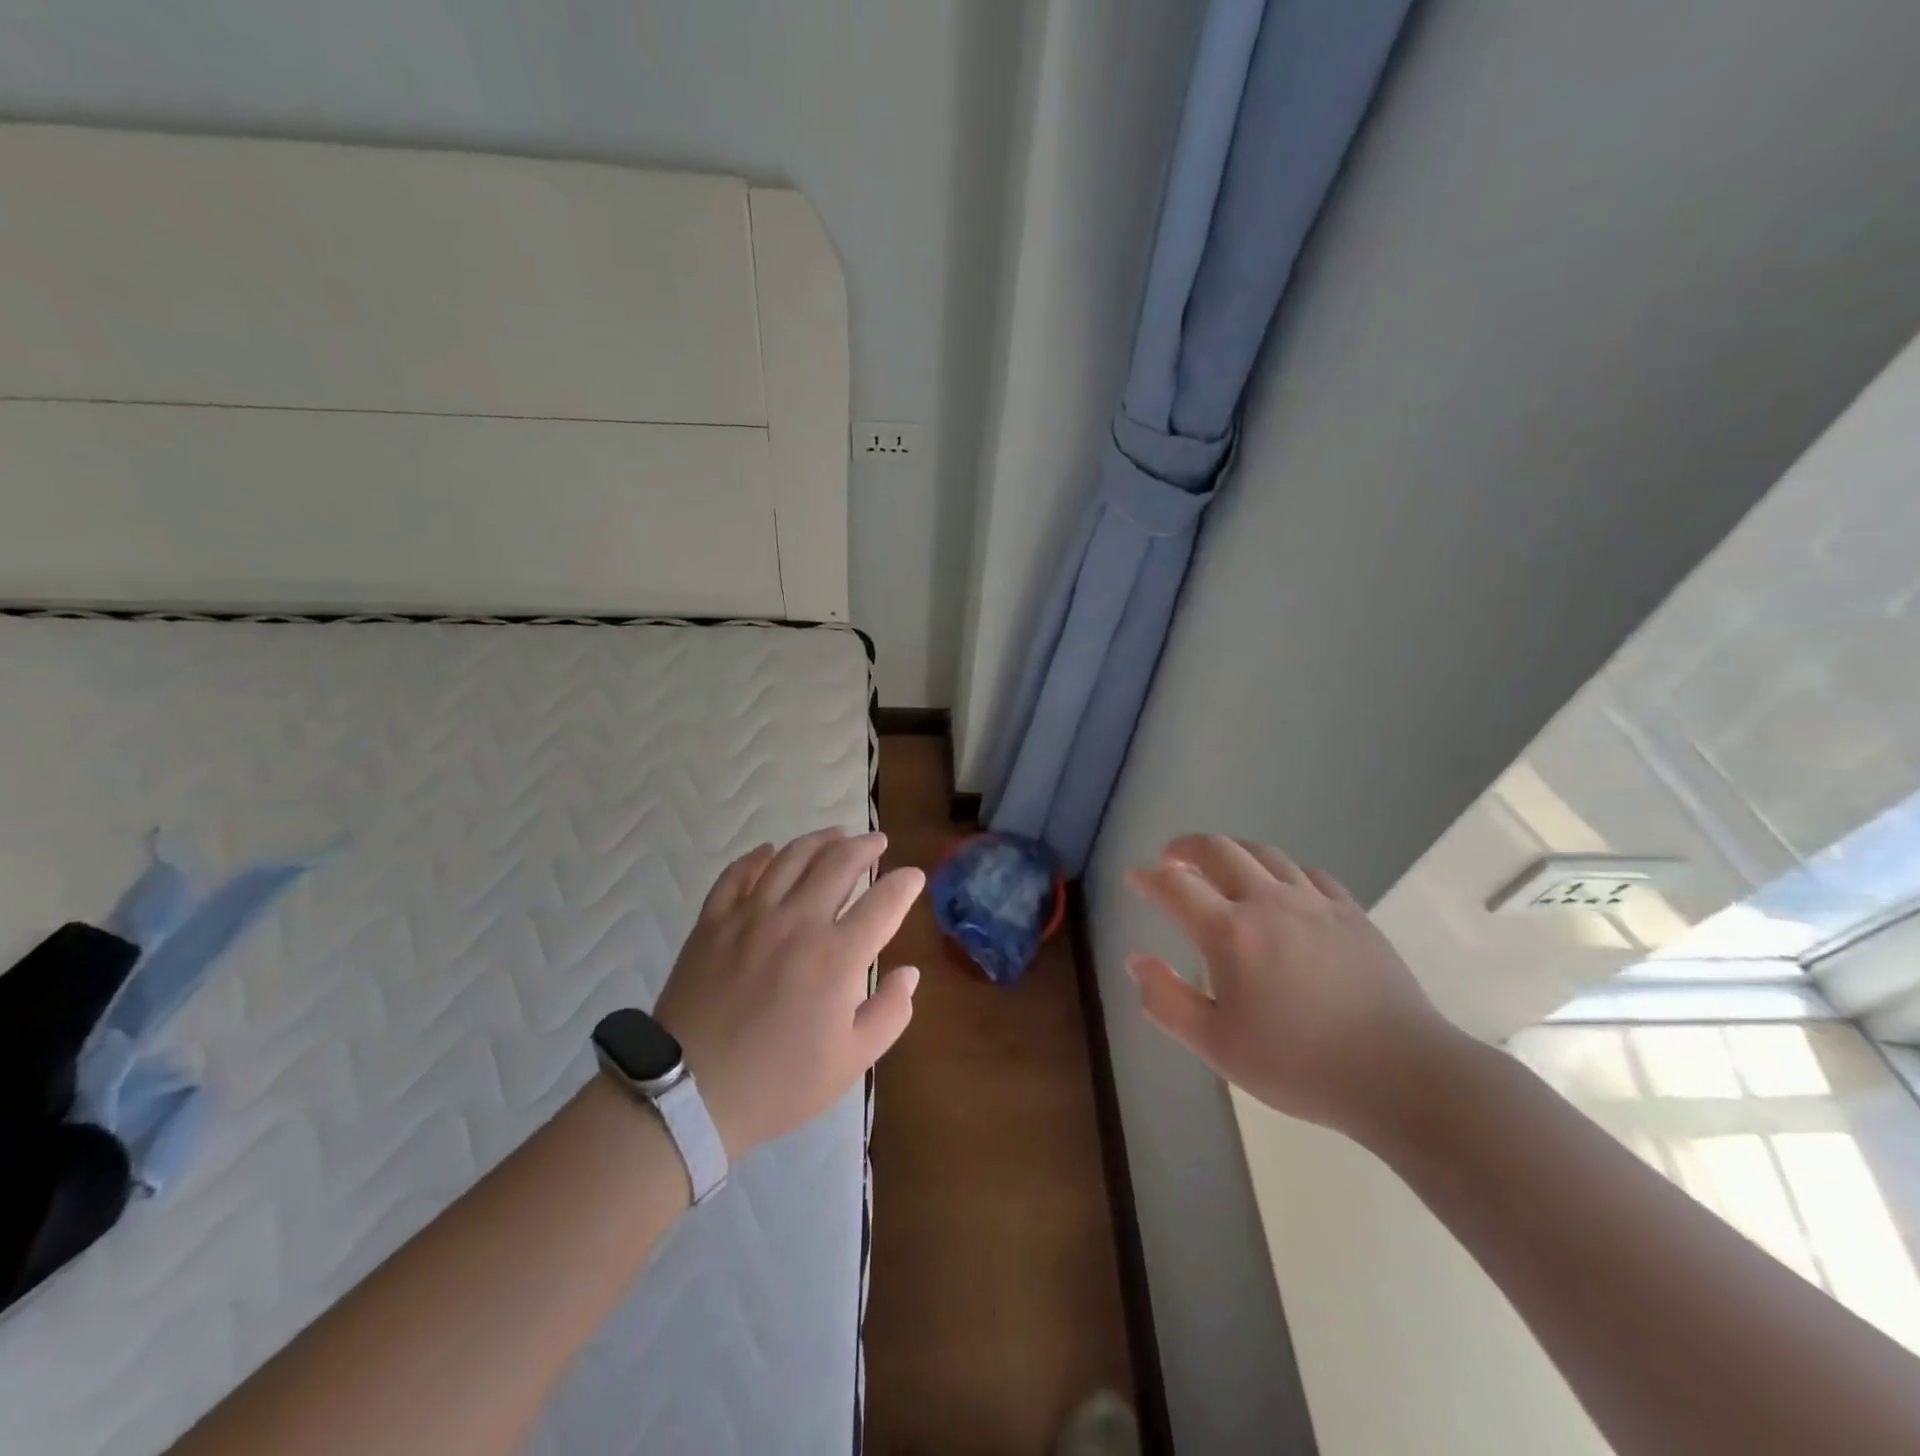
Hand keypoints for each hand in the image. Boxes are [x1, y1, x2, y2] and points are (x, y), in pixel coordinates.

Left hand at [653, 828, 922, 1158]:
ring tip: (836, 835)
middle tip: (877, 842)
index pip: (884, 902)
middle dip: (865, 846)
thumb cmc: (777, 1083)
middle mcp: (798, 921)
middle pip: (839, 862)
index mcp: (837, 956)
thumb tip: (909, 974)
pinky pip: (738, 873)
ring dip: (820, 840)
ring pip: (792, 857)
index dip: (905, 884)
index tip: (914, 877)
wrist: (688, 1094)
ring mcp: (751, 915)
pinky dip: (759, 857)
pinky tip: (770, 852)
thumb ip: (889, 1013)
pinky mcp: (714, 920)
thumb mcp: (850, 1062)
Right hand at [1126, 834, 1450, 1138]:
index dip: (1148, 878)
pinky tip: (1282, 887)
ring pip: (1264, 853)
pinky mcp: (1351, 912)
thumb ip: (1167, 1001)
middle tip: (1171, 859)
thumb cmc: (1299, 1065)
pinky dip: (1281, 870)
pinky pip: (1308, 872)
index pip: (1175, 887)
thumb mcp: (1217, 1046)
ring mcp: (1314, 903)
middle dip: (1186, 848)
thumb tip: (1136, 961)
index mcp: (1230, 933)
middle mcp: (1268, 902)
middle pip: (1219, 850)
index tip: (1136, 878)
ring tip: (1220, 866)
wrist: (1400, 1074)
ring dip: (1232, 851)